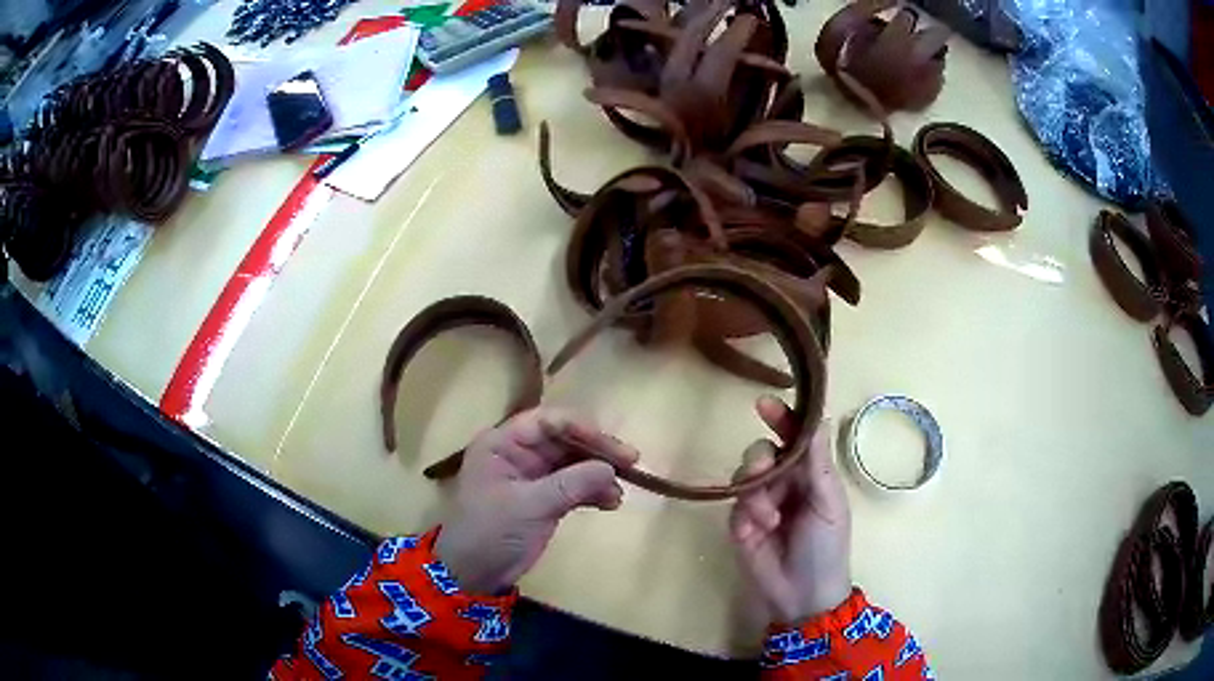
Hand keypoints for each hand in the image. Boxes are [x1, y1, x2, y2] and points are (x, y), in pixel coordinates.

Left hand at [435, 409, 637, 594]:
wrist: (474, 574)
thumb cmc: (491, 532)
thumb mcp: (529, 506)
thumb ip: (571, 484)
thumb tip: (611, 469)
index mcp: (503, 443)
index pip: (548, 422)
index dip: (582, 429)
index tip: (613, 448)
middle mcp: (518, 452)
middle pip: (565, 440)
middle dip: (597, 451)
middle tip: (631, 463)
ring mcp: (532, 476)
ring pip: (573, 462)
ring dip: (599, 474)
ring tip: (619, 493)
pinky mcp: (543, 498)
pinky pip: (574, 485)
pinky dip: (593, 492)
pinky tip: (611, 503)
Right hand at [730, 395, 851, 624]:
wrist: (802, 593)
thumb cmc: (826, 546)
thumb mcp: (828, 502)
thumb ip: (818, 462)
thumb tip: (819, 417)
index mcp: (810, 473)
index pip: (794, 437)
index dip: (781, 418)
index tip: (764, 404)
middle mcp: (783, 482)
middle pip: (761, 452)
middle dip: (759, 460)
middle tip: (763, 473)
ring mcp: (759, 502)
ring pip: (744, 475)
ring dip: (755, 493)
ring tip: (769, 520)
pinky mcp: (740, 523)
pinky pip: (734, 504)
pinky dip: (745, 514)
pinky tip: (757, 531)